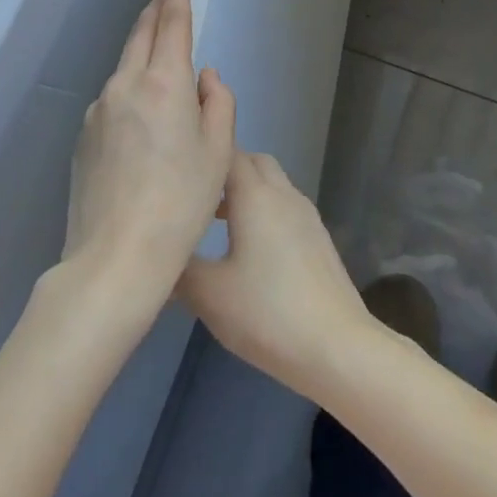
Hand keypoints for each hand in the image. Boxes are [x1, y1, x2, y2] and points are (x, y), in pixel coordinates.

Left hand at [63, 0, 234, 312]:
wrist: (115, 258)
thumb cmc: (182, 202)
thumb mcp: (218, 152)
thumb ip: (217, 102)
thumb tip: (204, 77)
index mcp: (164, 82)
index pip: (171, 24)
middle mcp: (125, 85)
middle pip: (139, 36)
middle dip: (154, 13)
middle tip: (165, 0)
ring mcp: (98, 111)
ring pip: (124, 69)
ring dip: (141, 57)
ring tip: (161, 73)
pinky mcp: (82, 138)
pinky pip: (112, 102)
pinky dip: (129, 94)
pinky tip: (140, 125)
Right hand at [178, 151, 372, 399]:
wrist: (335, 344)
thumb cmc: (267, 312)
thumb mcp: (210, 295)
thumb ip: (181, 268)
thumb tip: (161, 252)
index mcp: (256, 195)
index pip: (229, 153)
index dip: (204, 154)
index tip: (179, 168)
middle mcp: (283, 193)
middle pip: (254, 162)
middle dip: (226, 170)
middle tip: (196, 196)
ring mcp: (305, 214)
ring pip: (272, 184)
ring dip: (246, 192)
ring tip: (216, 222)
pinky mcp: (318, 237)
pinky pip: (285, 206)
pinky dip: (264, 210)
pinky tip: (250, 248)